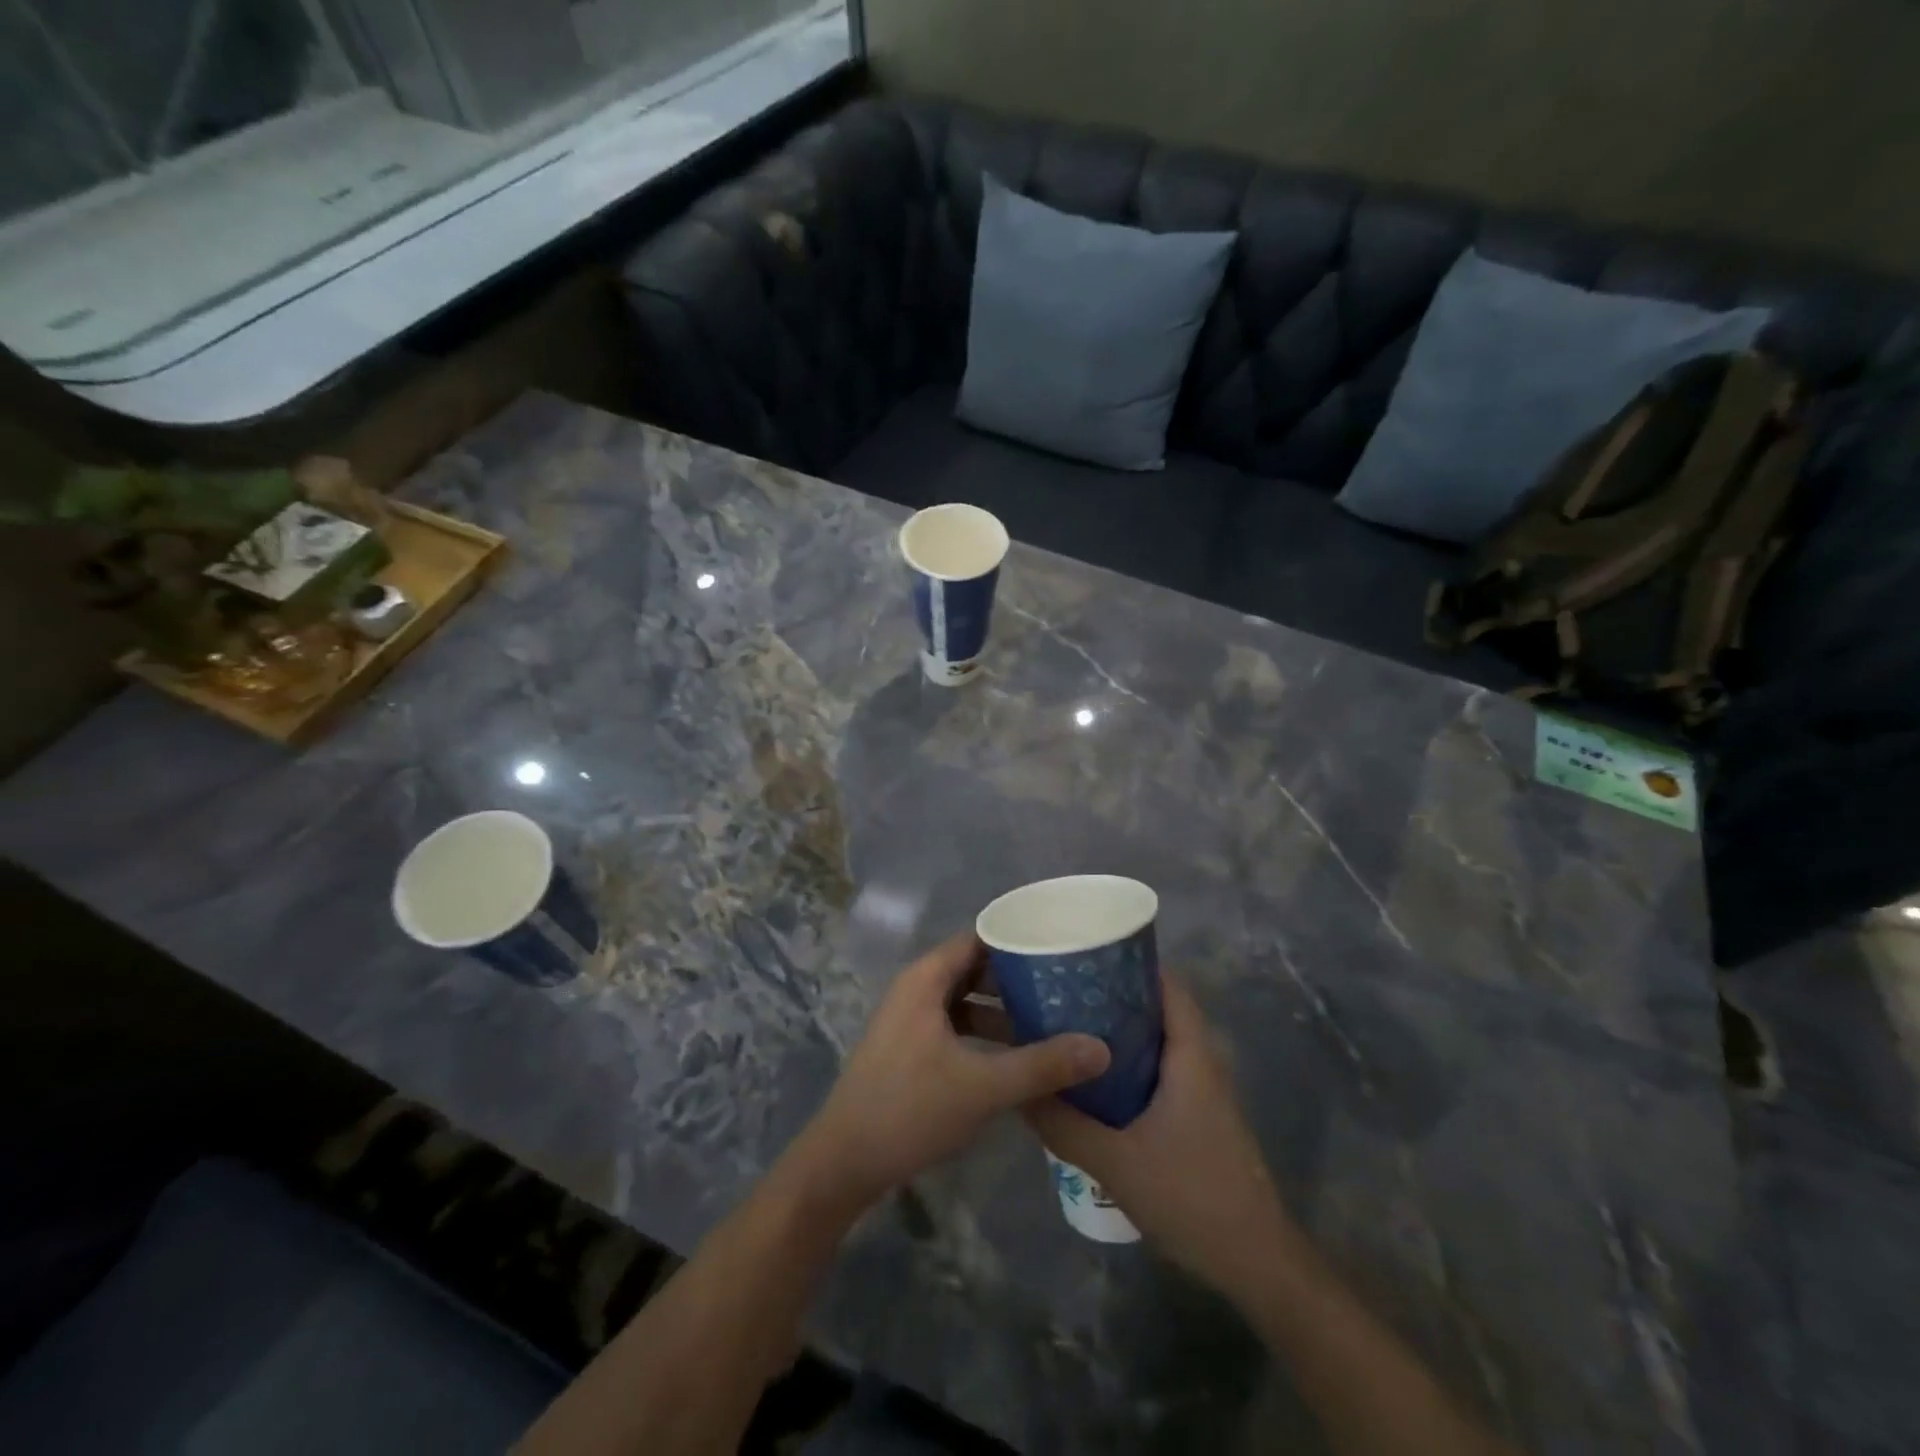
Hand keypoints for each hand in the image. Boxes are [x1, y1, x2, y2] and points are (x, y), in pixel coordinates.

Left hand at [786, 933, 1109, 1215]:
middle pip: (975, 967)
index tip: (1062, 946)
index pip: (980, 937)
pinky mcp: (910, 1048)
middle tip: (1066, 984)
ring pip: (966, 999)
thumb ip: (1042, 1066)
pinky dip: (985, 1032)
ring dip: (1003, 1008)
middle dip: (1018, 975)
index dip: (1019, 938)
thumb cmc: (909, 1109)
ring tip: (1051, 1019)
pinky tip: (1017, 1055)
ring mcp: (911, 1019)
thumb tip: (1101, 1047)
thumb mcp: (982, 1087)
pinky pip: (956, 1024)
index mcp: (926, 979)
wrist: (843, 1163)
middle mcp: (917, 989)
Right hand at [1025, 975, 1300, 1296]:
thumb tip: (1018, 1090)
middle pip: (1157, 1007)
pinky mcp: (1196, 1115)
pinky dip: (1127, 1062)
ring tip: (1066, 1024)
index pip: (1166, 984)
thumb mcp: (1116, 1162)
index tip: (1084, 951)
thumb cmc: (1192, 1197)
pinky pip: (1158, 1069)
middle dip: (1111, 993)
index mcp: (1190, 1055)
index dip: (1129, 961)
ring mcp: (1202, 1090)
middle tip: (1061, 987)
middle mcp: (1200, 1061)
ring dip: (1117, 1030)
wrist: (1256, 1264)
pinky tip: (1092, 1077)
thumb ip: (1064, 1124)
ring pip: (1156, 1041)